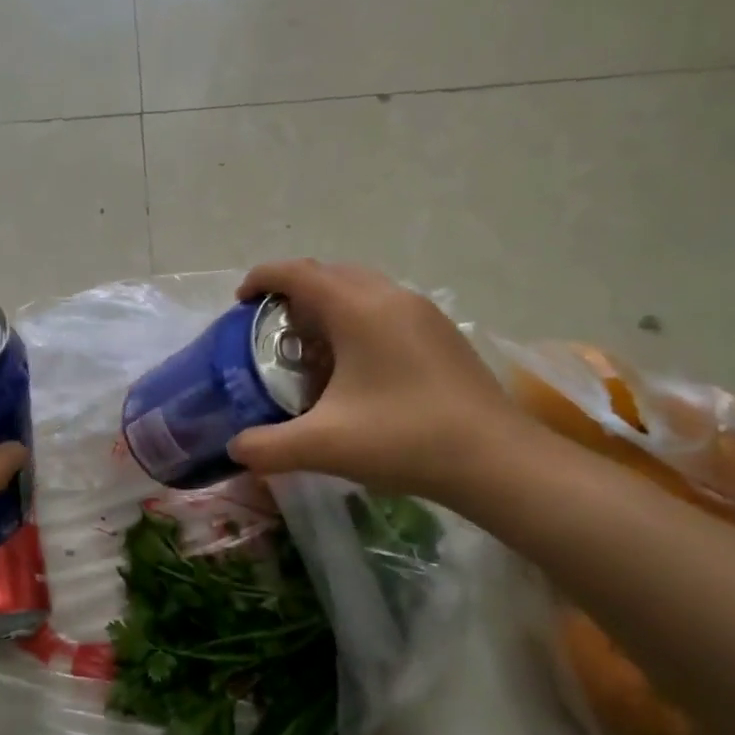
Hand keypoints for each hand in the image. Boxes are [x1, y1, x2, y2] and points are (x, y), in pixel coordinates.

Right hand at [227, 260, 522, 503]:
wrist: (499, 461)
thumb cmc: (405, 439)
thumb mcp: (323, 446)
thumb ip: (267, 446)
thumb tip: (236, 448)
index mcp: (358, 309)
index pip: (298, 273)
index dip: (262, 278)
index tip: (240, 302)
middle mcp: (390, 297)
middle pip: (329, 273)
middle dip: (293, 290)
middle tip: (270, 327)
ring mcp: (422, 313)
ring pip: (361, 288)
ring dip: (327, 303)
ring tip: (309, 345)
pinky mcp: (441, 333)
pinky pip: (385, 307)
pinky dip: (356, 318)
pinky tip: (354, 365)